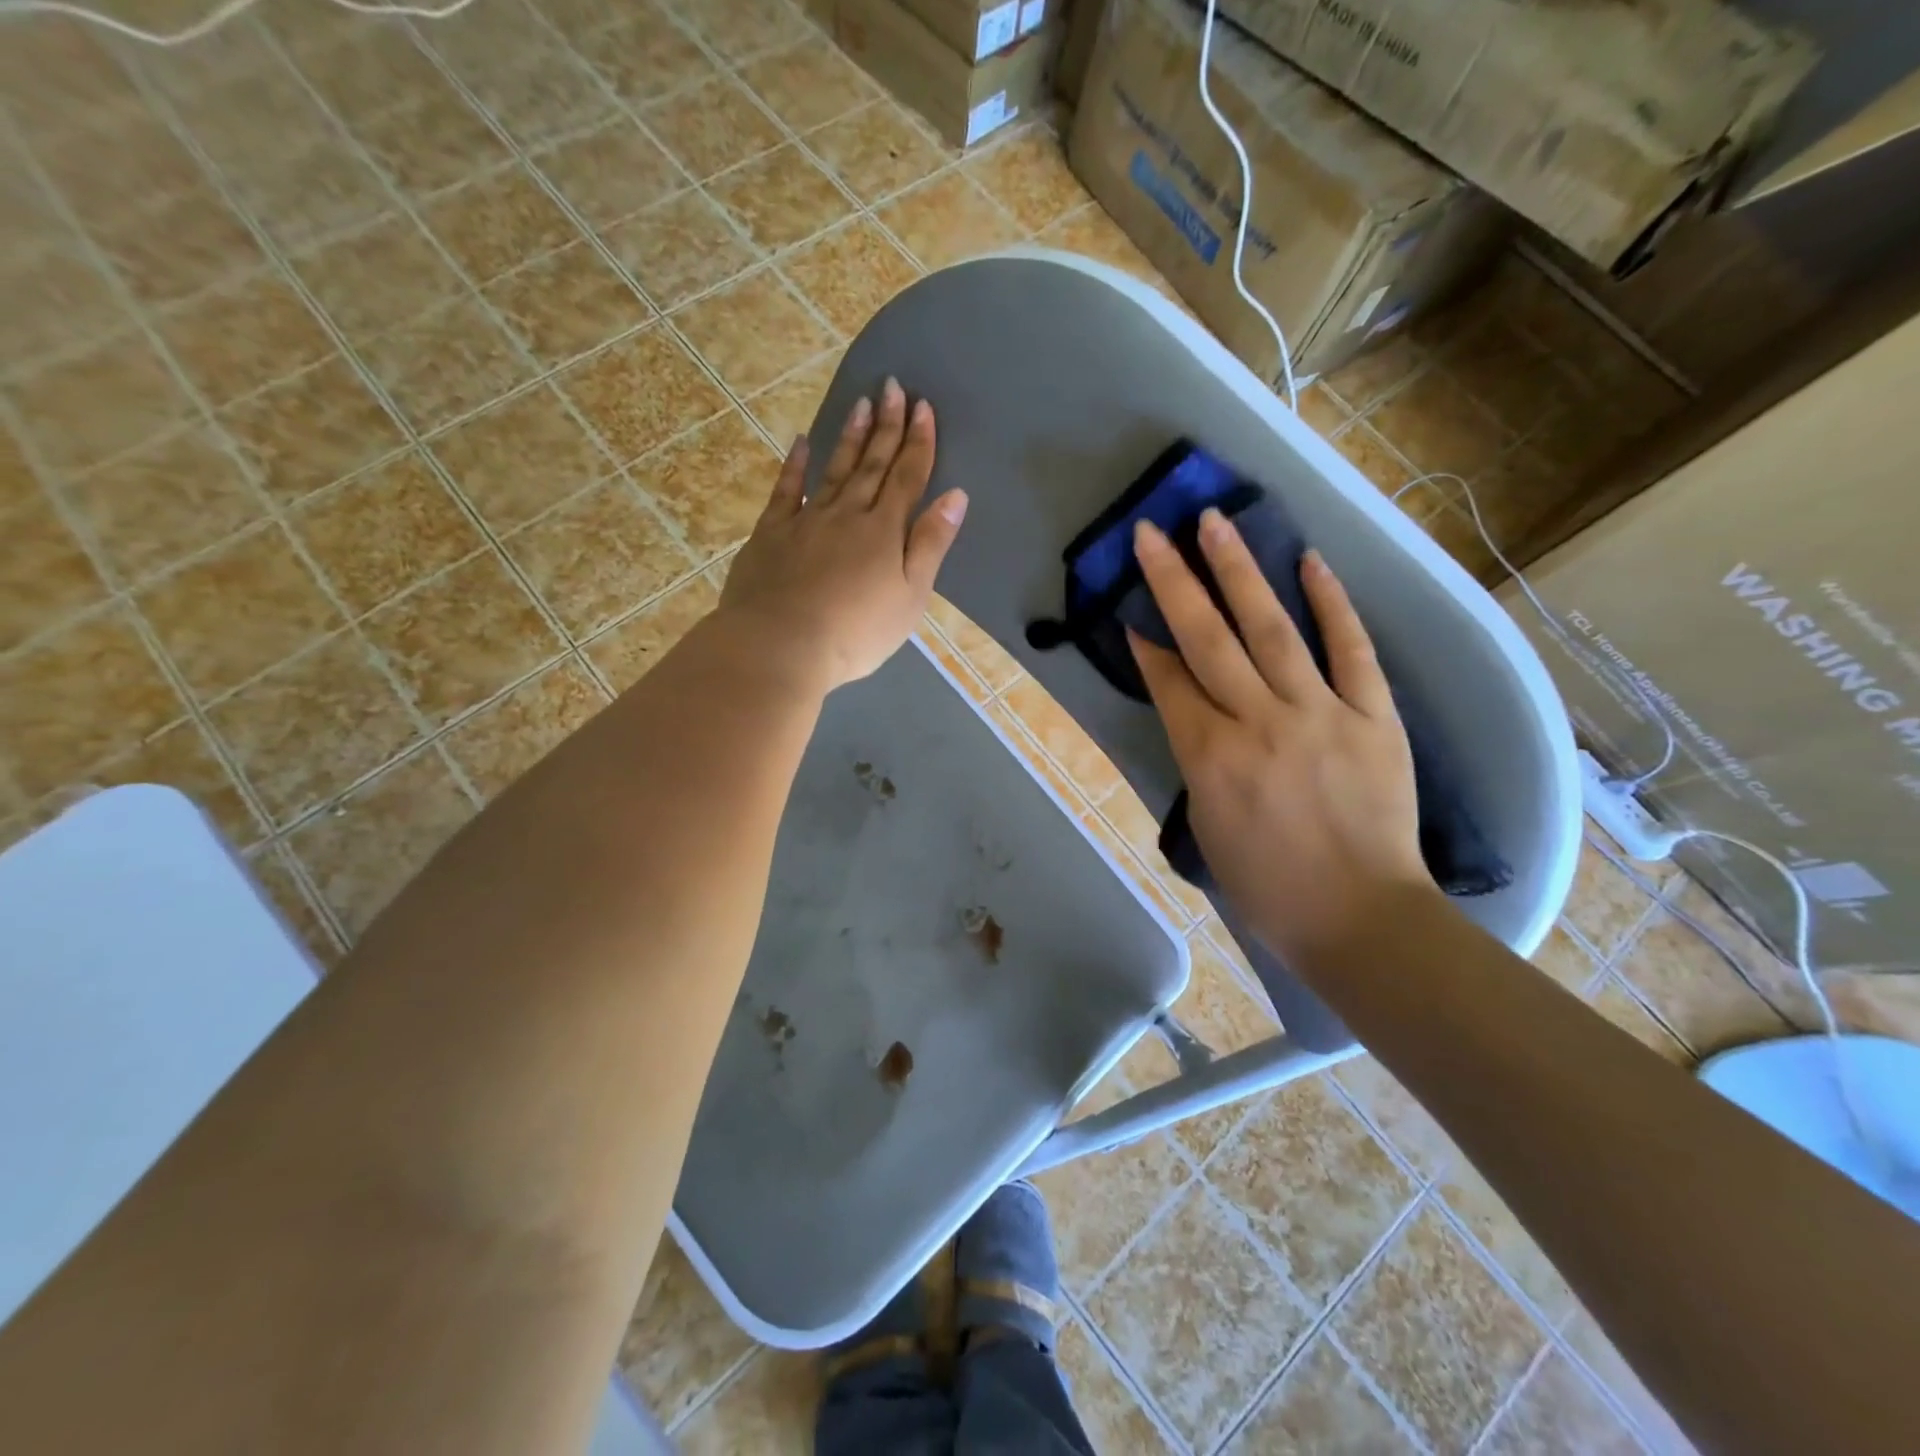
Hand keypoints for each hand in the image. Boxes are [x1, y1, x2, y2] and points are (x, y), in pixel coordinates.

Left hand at [718, 379, 966, 692]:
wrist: (781, 644)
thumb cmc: (856, 632)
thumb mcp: (910, 597)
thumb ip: (930, 545)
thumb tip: (955, 496)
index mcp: (884, 531)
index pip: (907, 477)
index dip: (918, 442)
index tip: (924, 407)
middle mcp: (848, 514)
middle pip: (873, 464)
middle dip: (887, 426)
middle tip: (894, 387)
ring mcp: (806, 520)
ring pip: (834, 469)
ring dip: (851, 437)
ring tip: (861, 403)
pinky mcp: (771, 533)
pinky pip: (786, 490)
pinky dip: (795, 465)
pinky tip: (802, 442)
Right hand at [1128, 509, 1436, 961]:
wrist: (1358, 917)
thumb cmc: (1267, 886)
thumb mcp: (1207, 826)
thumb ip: (1195, 759)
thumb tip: (1192, 708)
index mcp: (1210, 757)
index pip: (1170, 681)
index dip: (1146, 642)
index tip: (1130, 607)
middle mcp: (1259, 722)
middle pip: (1208, 638)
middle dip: (1174, 581)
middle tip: (1153, 533)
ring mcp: (1320, 713)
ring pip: (1271, 628)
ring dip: (1239, 571)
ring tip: (1215, 522)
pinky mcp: (1373, 716)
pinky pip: (1351, 650)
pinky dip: (1331, 604)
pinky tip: (1308, 561)